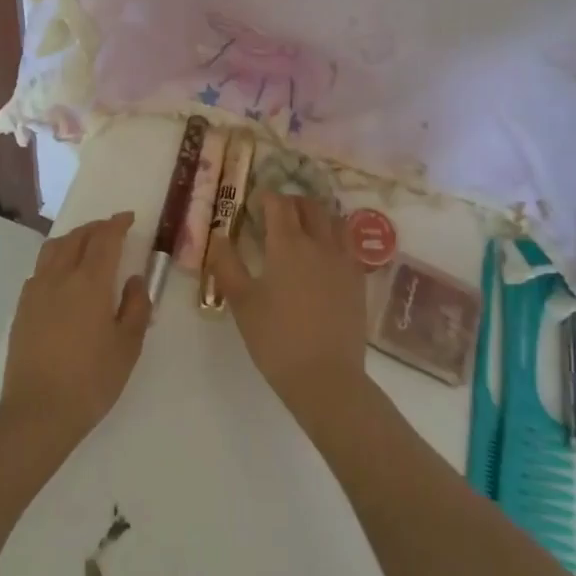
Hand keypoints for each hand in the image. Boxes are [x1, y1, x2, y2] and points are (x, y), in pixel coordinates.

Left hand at [0, 213, 150, 455]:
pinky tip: (62, 276)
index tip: (129, 218)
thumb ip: (136, 307)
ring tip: (86, 245)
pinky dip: (55, 259)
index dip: (117, 224)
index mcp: (90, 281)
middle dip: (96, 228)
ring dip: (73, 238)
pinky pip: (40, 269)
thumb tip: (134, 280)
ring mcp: (36, 290)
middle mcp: (60, 276)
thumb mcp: (128, 346)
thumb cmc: (91, 380)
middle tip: (112, 229)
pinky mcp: (22, 308)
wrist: (38, 412)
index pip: (105, 238)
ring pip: (54, 248)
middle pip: (77, 237)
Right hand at [210, 193, 366, 420]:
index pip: (279, 203)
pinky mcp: (357, 280)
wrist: (326, 378)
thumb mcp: (241, 303)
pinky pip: (347, 244)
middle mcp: (319, 243)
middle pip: (309, 206)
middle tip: (275, 214)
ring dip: (316, 216)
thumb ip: (227, 265)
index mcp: (288, 244)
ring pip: (333, 220)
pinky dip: (333, 237)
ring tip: (302, 229)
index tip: (254, 204)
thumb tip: (218, 236)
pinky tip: (323, 255)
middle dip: (291, 202)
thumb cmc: (277, 339)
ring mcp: (343, 261)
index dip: (266, 197)